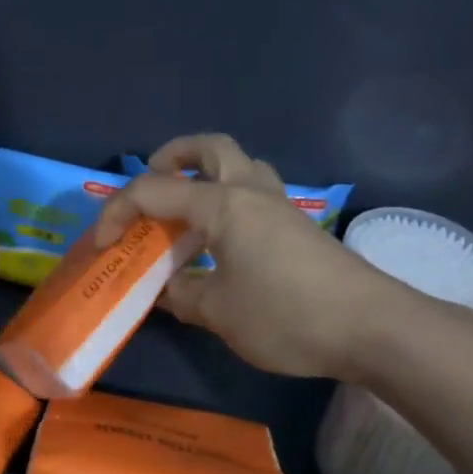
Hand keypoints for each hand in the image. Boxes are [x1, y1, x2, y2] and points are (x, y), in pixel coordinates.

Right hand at [95, 133, 411, 379]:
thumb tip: (165, 289)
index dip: (116, 214)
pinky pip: (255, 192)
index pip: (153, 192)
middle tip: (152, 183)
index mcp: (222, 205)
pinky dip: (229, 200)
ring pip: (239, 164)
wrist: (373, 327)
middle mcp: (250, 191)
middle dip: (172, 156)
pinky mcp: (298, 225)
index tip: (100, 246)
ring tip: (186, 210)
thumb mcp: (219, 313)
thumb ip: (182, 295)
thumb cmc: (287, 315)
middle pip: (210, 147)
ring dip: (206, 173)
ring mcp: (280, 205)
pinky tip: (222, 240)